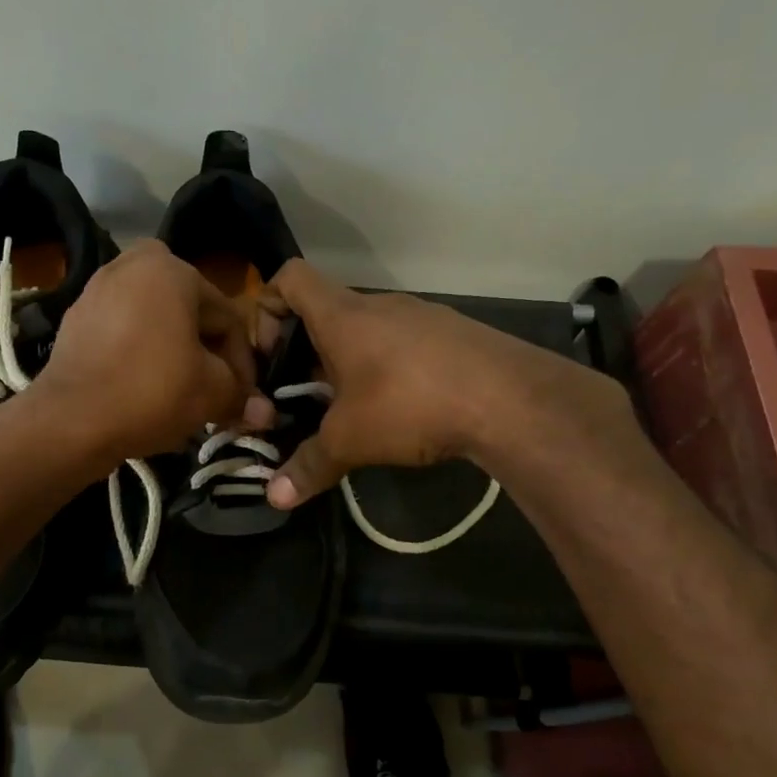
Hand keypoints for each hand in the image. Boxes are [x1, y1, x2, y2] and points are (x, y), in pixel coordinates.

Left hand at [34, 241, 274, 464]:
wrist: (69, 420)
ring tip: (183, 395)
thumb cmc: (151, 392)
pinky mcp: (76, 317)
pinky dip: (141, 354)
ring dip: (176, 355)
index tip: (244, 398)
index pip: (227, 318)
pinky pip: (124, 332)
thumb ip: (242, 395)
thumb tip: (265, 413)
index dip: (243, 363)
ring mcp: (98, 288)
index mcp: (173, 268)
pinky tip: (146, 388)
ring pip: (156, 323)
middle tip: (215, 396)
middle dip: (208, 356)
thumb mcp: (211, 393)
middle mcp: (133, 264)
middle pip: (191, 316)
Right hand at [260, 260, 635, 507]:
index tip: (269, 356)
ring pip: (366, 329)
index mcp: (342, 315)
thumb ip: (308, 465)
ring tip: (352, 409)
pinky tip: (401, 408)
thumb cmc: (410, 404)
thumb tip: (275, 499)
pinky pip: (403, 342)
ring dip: (348, 363)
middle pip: (325, 310)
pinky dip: (388, 368)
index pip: (289, 277)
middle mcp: (378, 305)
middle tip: (305, 398)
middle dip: (306, 353)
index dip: (267, 308)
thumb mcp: (349, 440)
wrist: (510, 399)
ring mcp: (420, 316)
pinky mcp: (452, 335)